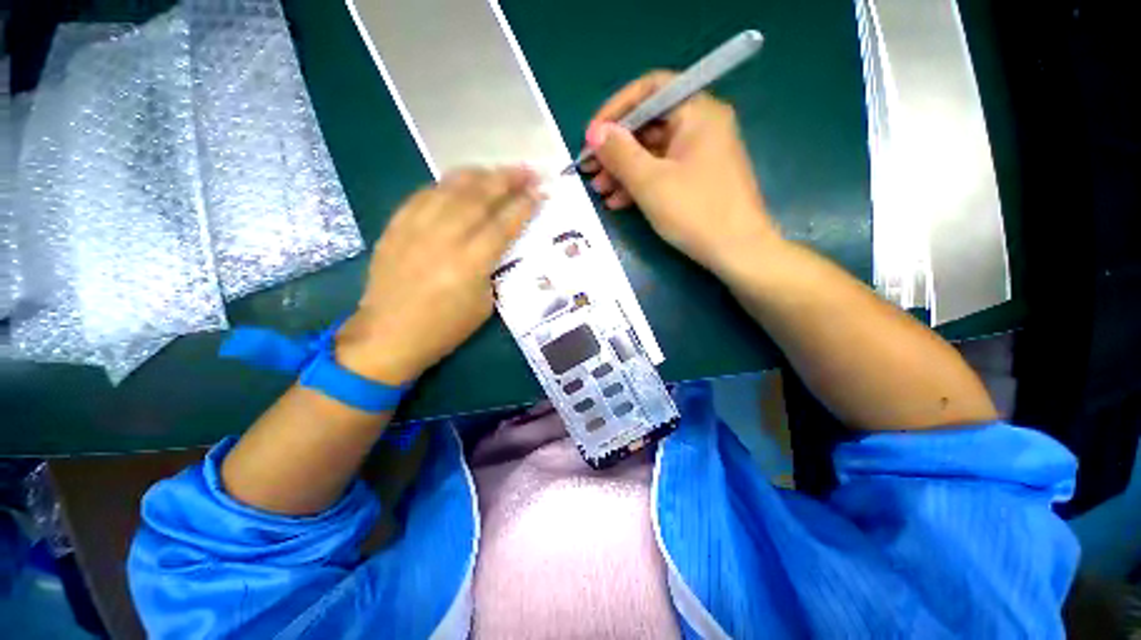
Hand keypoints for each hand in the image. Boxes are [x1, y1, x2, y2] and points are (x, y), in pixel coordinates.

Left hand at [336, 167, 540, 383]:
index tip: (541, 191)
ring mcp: (416, 228)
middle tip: (528, 170)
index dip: (525, 205)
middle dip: (508, 179)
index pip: (503, 224)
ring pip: (451, 188)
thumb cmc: (444, 329)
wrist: (388, 336)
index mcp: (470, 263)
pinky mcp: (396, 226)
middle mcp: (444, 238)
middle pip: (480, 197)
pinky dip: (446, 184)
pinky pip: (423, 194)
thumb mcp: (484, 306)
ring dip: (479, 174)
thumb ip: (493, 269)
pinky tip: (459, 182)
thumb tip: (499, 244)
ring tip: (498, 170)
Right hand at [582, 70, 780, 274]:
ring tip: (599, 191)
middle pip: (649, 125)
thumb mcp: (650, 182)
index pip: (650, 89)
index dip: (615, 110)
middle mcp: (702, 126)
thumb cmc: (695, 212)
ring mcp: (701, 154)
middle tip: (590, 170)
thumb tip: (595, 132)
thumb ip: (620, 153)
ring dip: (623, 170)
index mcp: (697, 112)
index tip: (591, 136)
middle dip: (616, 148)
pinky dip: (640, 184)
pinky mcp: (698, 179)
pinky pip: (663, 172)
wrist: (738, 252)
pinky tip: (618, 202)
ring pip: (653, 153)